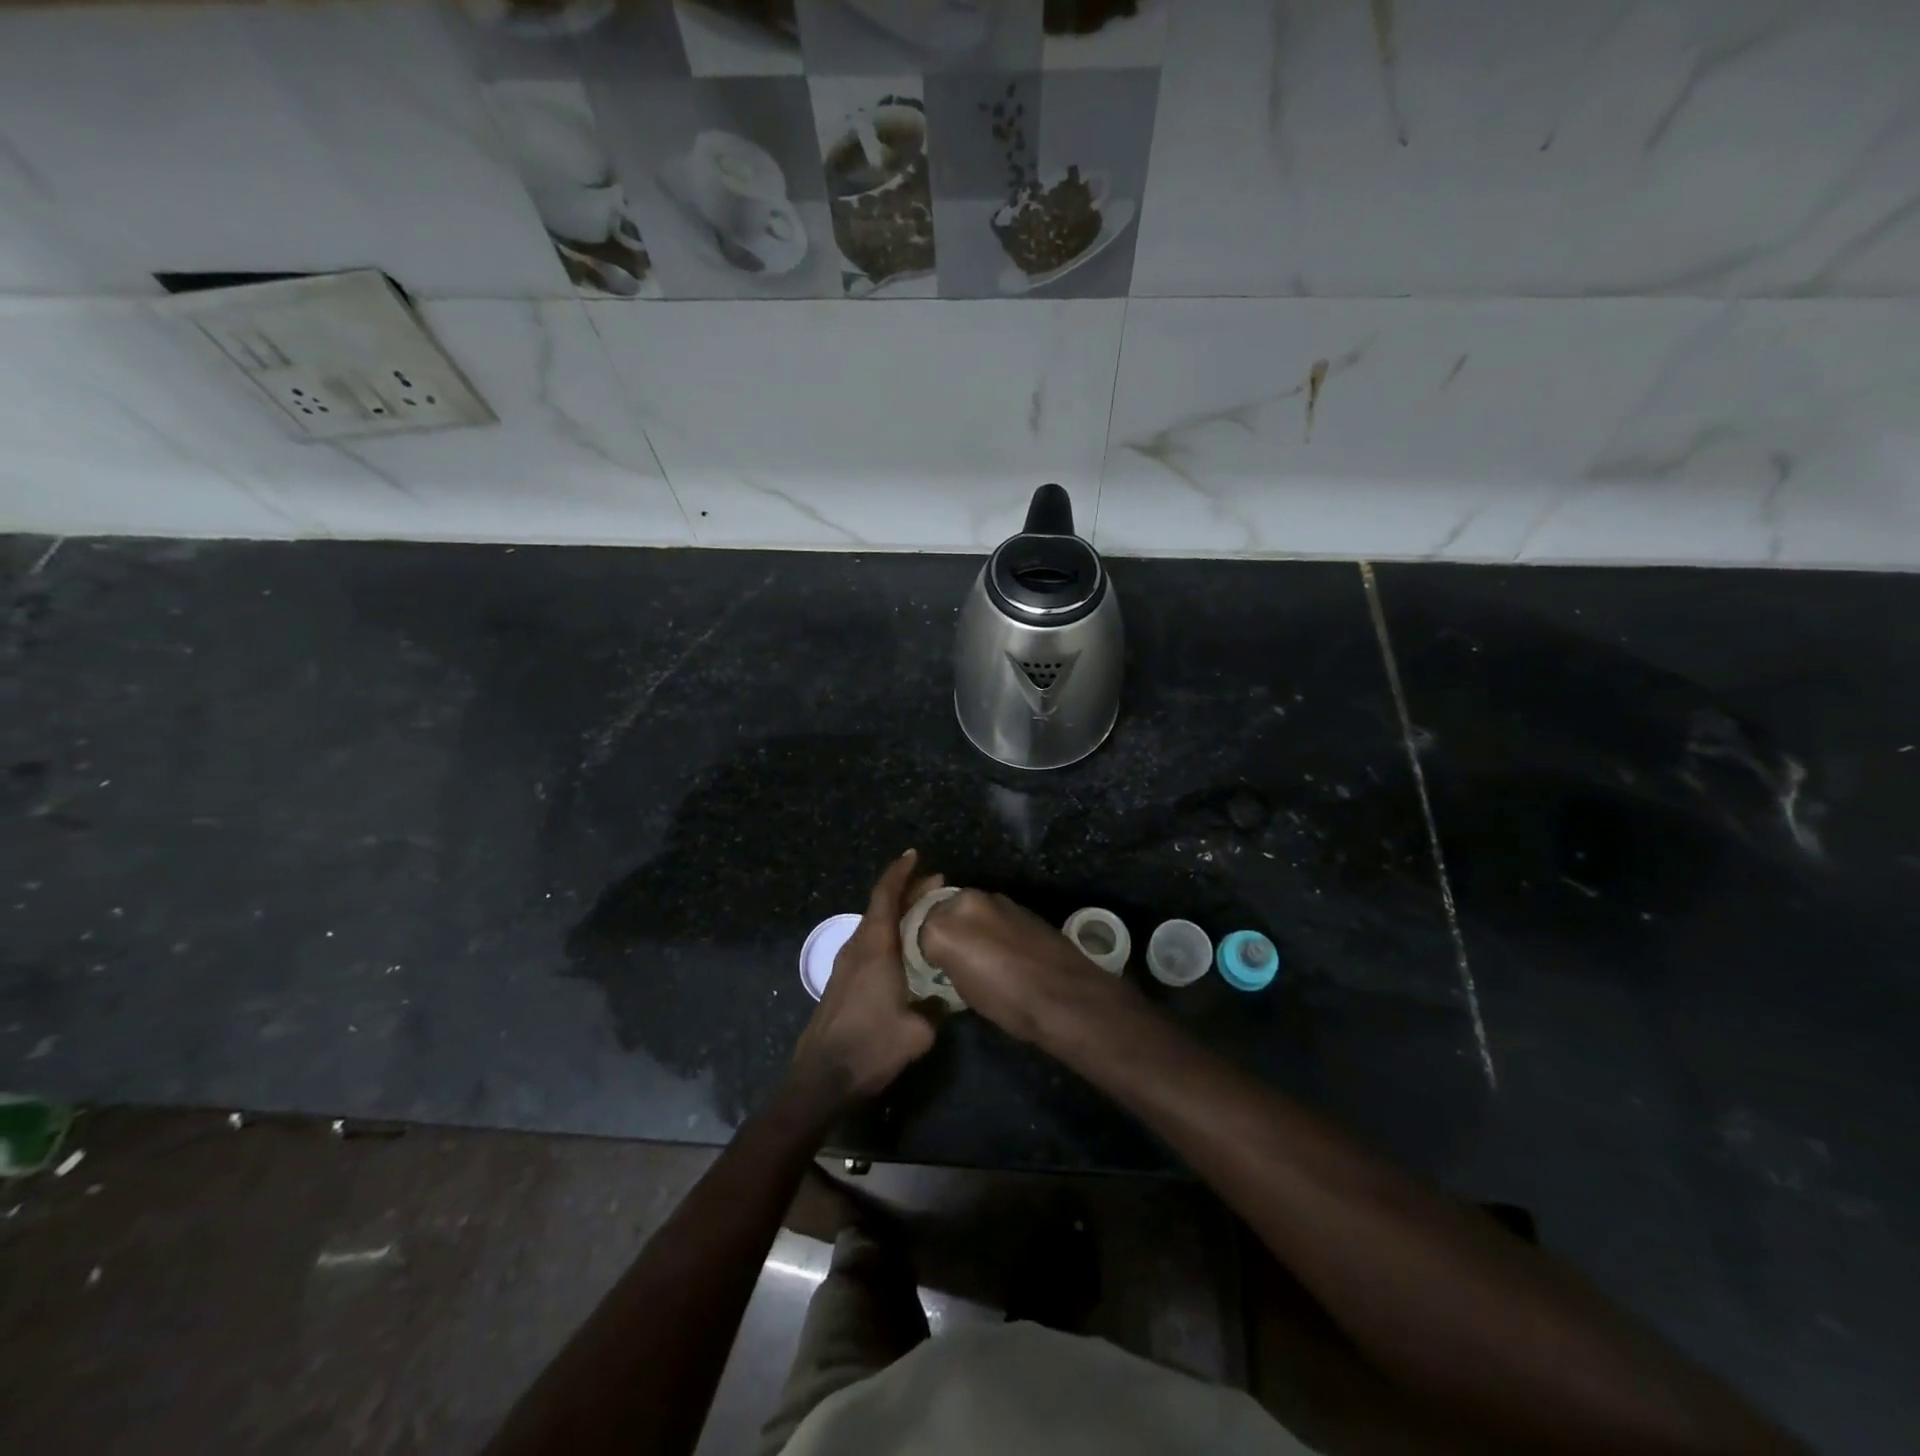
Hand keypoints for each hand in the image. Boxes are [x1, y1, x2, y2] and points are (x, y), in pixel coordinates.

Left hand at [792, 850, 944, 1105]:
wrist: (822, 1079)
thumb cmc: (871, 1047)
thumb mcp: (918, 1031)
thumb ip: (935, 1007)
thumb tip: (943, 998)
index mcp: (874, 947)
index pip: (885, 896)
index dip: (900, 872)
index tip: (914, 855)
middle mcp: (857, 947)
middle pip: (881, 907)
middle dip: (907, 892)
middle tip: (936, 886)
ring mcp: (845, 965)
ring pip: (874, 926)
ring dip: (898, 915)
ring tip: (926, 916)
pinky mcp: (842, 983)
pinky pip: (869, 945)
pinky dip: (889, 935)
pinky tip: (905, 951)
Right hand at [917, 888, 1111, 1044]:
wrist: (1065, 996)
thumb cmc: (1008, 1002)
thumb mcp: (962, 991)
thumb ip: (946, 961)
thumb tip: (947, 957)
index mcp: (944, 925)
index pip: (918, 927)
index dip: (924, 948)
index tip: (931, 965)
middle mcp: (967, 902)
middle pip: (943, 910)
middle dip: (945, 928)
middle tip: (952, 957)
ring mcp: (997, 900)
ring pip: (970, 909)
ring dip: (970, 925)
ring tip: (979, 955)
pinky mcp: (1020, 905)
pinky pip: (993, 913)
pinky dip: (991, 926)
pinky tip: (1002, 950)